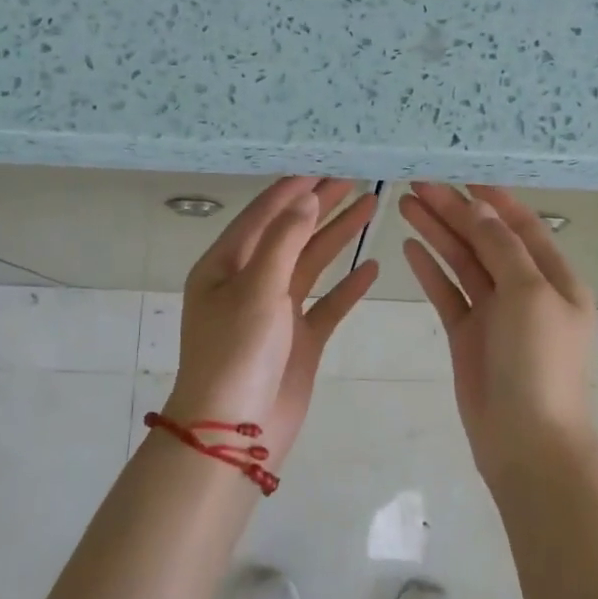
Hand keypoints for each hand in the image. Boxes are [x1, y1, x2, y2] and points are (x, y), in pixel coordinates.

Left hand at [164, 177, 380, 468]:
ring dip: (339, 236)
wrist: (235, 434)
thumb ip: (284, 241)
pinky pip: (327, 304)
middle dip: (321, 206)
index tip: (323, 164)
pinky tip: (372, 267)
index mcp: (225, 266)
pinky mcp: (299, 340)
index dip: (292, 189)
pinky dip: (348, 286)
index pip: (262, 215)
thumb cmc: (236, 353)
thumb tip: (305, 198)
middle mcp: (249, 283)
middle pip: (291, 234)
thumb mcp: (256, 289)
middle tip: (354, 177)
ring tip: (371, 205)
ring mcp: (276, 312)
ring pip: (312, 264)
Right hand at [400, 183, 596, 488]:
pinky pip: (448, 293)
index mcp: (555, 277)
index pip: (522, 226)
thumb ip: (502, 248)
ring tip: (405, 204)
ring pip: (463, 263)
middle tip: (417, 184)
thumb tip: (480, 209)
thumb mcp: (529, 294)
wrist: (526, 441)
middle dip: (454, 211)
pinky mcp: (468, 335)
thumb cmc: (539, 361)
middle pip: (486, 240)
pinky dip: (430, 270)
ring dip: (438, 233)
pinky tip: (409, 246)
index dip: (493, 199)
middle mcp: (526, 290)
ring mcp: (495, 313)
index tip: (460, 173)